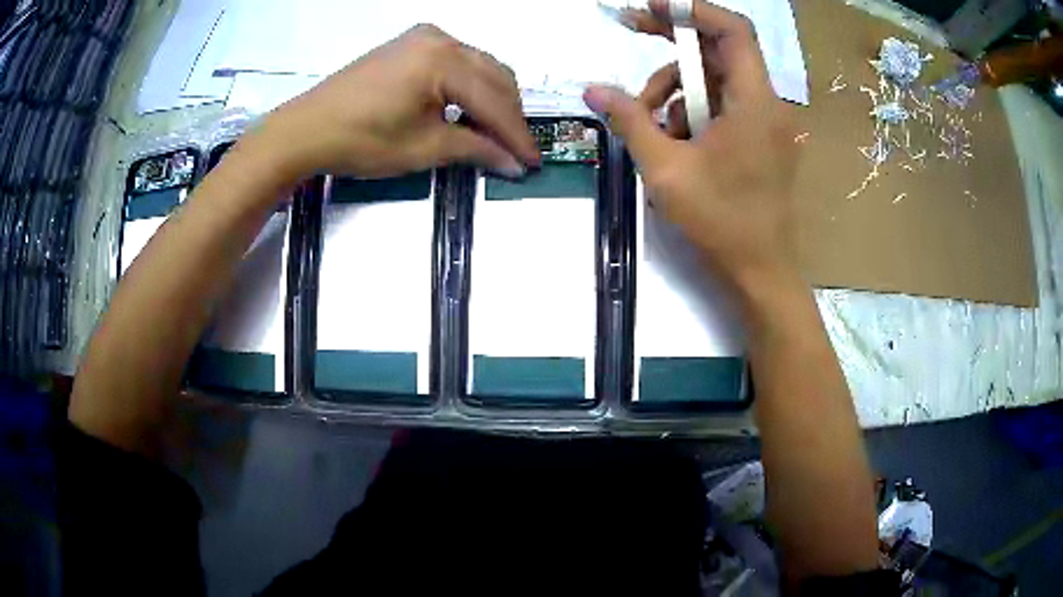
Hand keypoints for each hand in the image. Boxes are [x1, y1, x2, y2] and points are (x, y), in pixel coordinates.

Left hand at [240, 24, 540, 182]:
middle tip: (515, 151)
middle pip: (494, 76)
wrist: (305, 130)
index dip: (516, 135)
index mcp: (444, 60)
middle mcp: (441, 39)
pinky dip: (469, 87)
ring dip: (492, 100)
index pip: (494, 100)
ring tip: (494, 135)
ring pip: (478, 67)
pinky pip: (456, 62)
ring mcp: (423, 37)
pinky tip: (468, 110)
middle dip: (508, 115)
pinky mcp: (409, 44)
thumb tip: (512, 163)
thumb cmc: (360, 140)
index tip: (533, 162)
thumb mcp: (422, 149)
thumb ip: (474, 149)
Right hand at [584, 0, 798, 294]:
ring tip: (650, 123)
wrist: (759, 269)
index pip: (732, 31)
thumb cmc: (720, 222)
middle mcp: (766, 103)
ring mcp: (766, 120)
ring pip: (715, 77)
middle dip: (674, 41)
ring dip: (676, 87)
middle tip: (633, 30)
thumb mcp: (665, 169)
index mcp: (753, 103)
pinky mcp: (760, 134)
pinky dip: (693, 108)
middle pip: (719, 49)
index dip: (693, 10)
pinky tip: (675, 139)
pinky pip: (722, 102)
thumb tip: (593, 89)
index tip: (654, 7)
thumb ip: (630, 121)